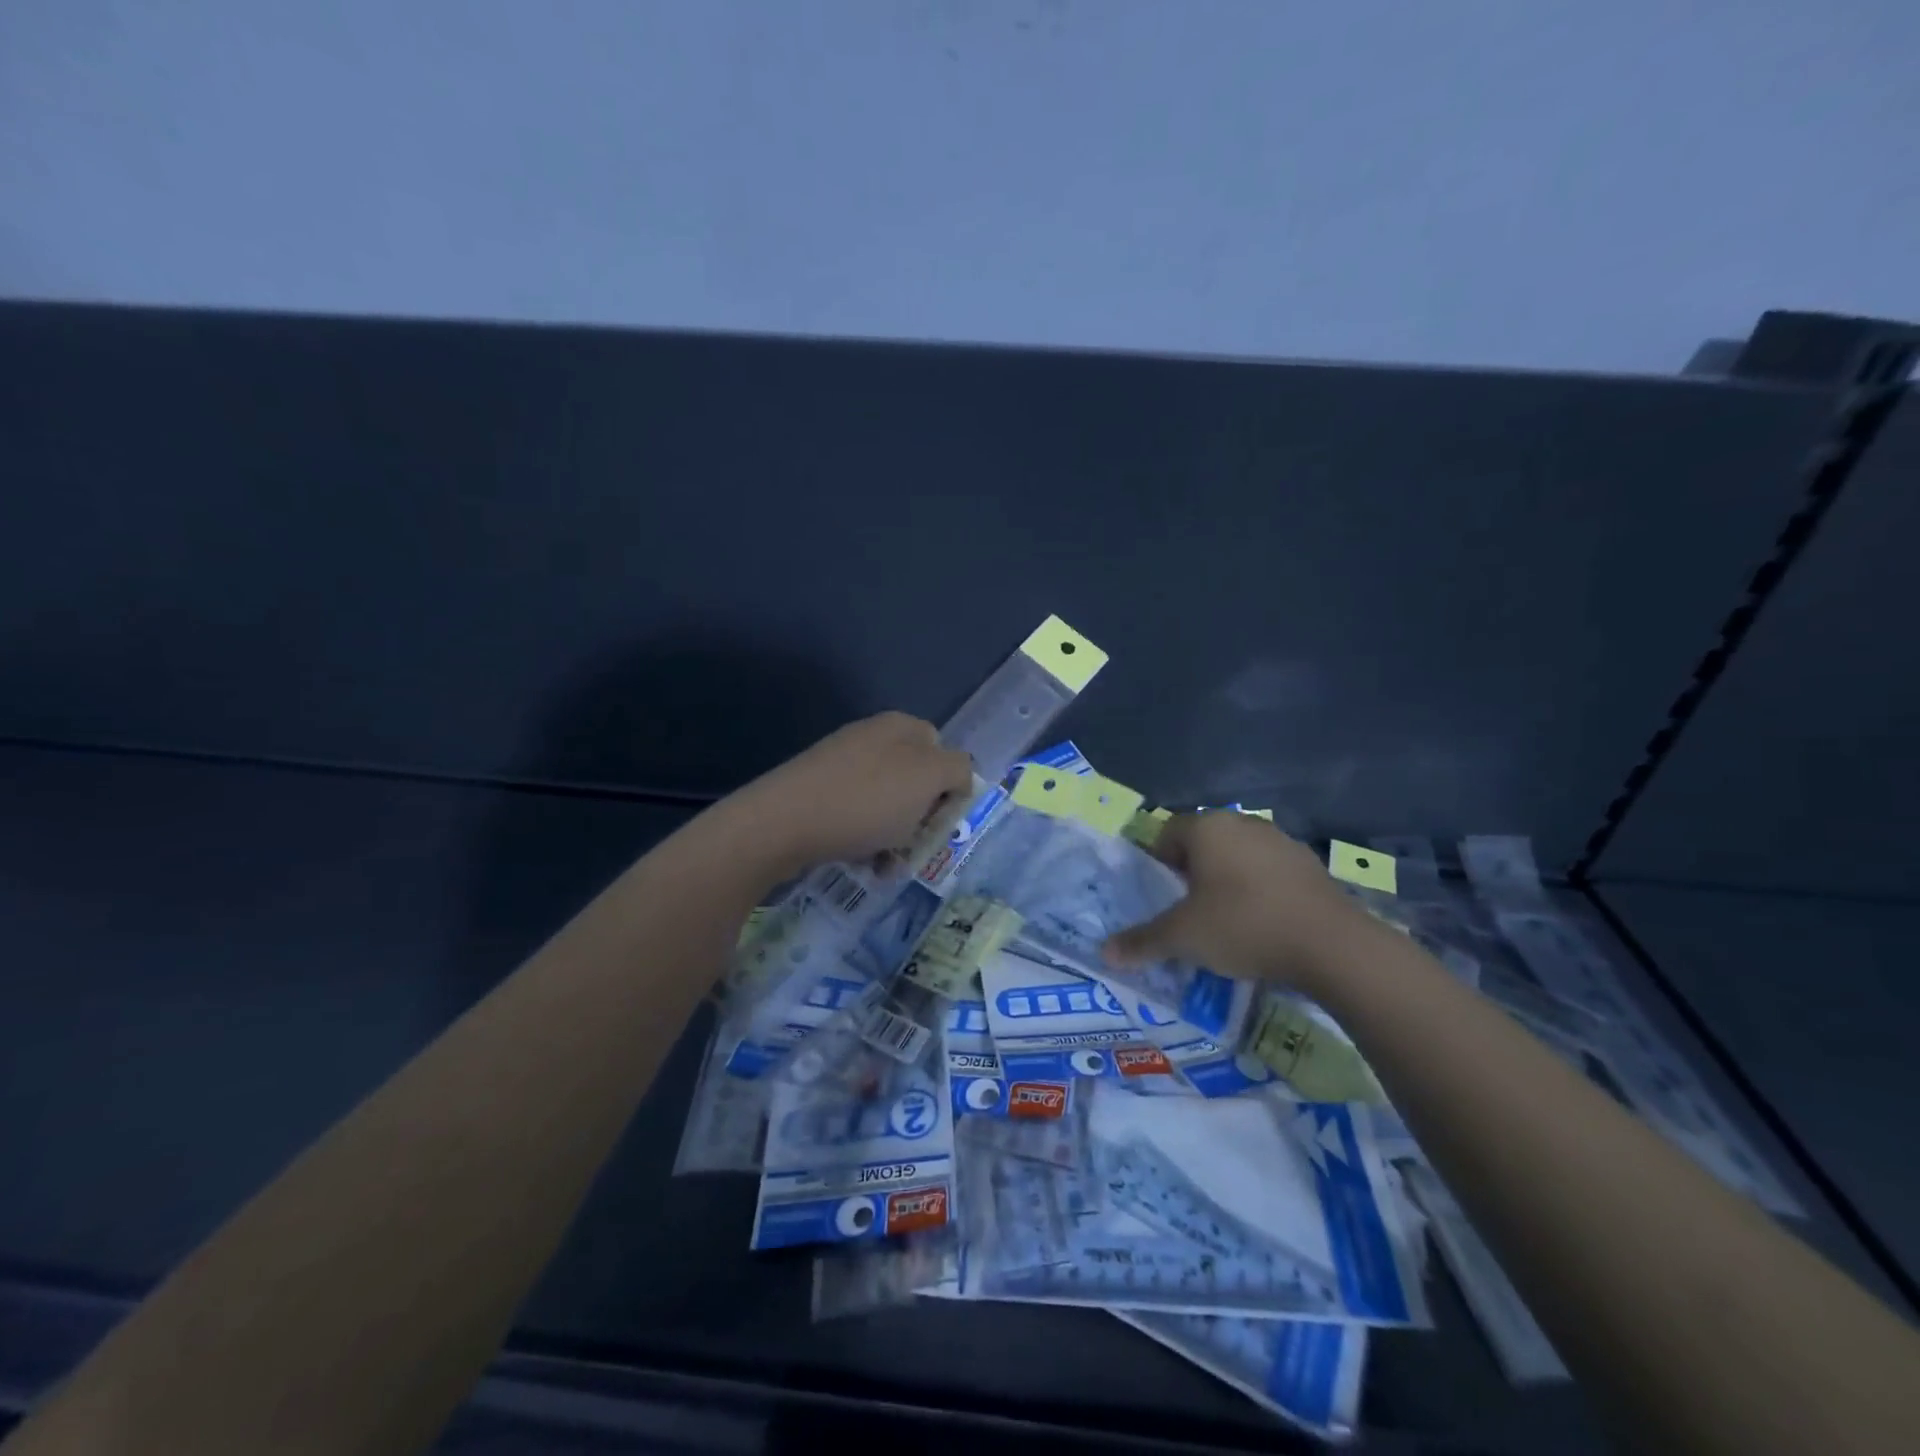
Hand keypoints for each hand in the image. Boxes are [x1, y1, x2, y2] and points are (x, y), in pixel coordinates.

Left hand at [729, 712, 974, 880]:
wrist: (783, 823)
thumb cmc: (866, 800)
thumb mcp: (928, 778)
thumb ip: (957, 769)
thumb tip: (957, 776)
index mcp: (901, 727)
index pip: (944, 752)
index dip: (950, 788)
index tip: (941, 821)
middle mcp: (871, 738)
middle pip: (914, 782)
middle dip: (920, 819)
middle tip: (916, 847)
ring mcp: (840, 765)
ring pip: (886, 806)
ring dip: (895, 838)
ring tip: (886, 866)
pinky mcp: (817, 792)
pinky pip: (856, 817)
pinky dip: (866, 842)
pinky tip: (862, 864)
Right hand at [1102, 813, 1375, 995]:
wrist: (1332, 945)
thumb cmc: (1243, 926)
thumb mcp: (1183, 938)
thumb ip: (1142, 941)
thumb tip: (1105, 953)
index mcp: (1207, 828)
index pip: (1167, 832)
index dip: (1158, 863)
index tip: (1162, 897)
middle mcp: (1242, 823)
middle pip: (1203, 843)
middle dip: (1191, 873)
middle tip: (1189, 911)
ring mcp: (1280, 841)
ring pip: (1237, 856)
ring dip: (1226, 881)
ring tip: (1226, 922)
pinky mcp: (1309, 864)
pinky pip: (1269, 872)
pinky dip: (1259, 891)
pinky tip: (1264, 924)